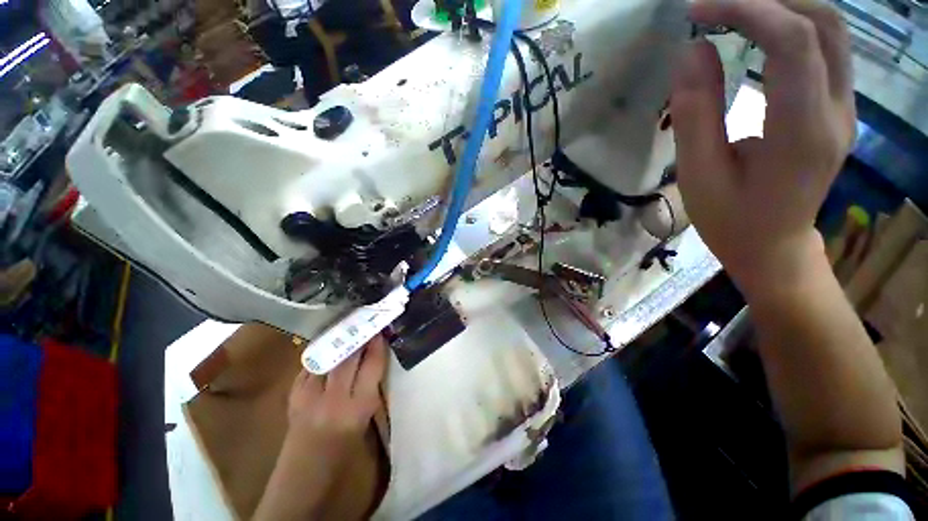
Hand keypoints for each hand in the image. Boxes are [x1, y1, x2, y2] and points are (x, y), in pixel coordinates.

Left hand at [254, 337, 388, 520]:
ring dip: (338, 338)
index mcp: (359, 407)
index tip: (380, 329)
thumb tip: (374, 355)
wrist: (303, 475)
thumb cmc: (344, 451)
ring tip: (347, 325)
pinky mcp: (293, 394)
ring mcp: (309, 395)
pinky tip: (327, 345)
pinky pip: (311, 364)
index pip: (373, 364)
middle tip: (365, 320)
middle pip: (349, 354)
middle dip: (358, 334)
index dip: (377, 344)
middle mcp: (334, 397)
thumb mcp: (365, 417)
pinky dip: (321, 352)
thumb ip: (370, 385)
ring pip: (327, 354)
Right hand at [671, 0, 854, 294]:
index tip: (699, 9)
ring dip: (784, 6)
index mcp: (801, 133)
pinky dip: (793, 25)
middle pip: (823, 23)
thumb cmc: (729, 220)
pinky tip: (760, 32)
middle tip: (716, 5)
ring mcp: (845, 108)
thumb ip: (697, 114)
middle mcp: (837, 111)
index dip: (747, 10)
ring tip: (735, 11)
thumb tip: (692, 51)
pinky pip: (827, 48)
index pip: (792, 43)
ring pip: (831, 29)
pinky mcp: (839, 108)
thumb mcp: (698, 175)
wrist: (772, 246)